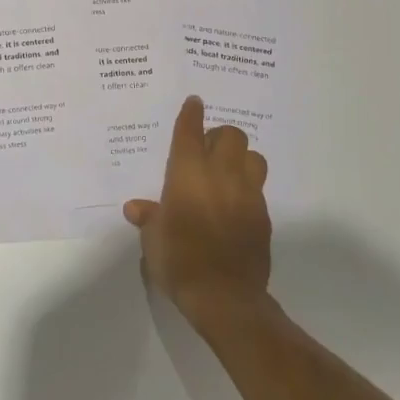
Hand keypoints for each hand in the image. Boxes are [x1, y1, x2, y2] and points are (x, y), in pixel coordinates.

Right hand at [124, 96, 271, 327]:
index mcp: (188, 173)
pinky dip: (248, 188)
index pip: (191, 131)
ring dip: (241, 159)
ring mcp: (247, 194)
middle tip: (207, 151)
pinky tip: (236, 205)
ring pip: (254, 157)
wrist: (225, 296)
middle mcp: (221, 175)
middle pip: (231, 135)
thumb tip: (136, 208)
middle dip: (220, 136)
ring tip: (228, 173)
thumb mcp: (153, 240)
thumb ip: (148, 218)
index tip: (194, 102)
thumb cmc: (179, 261)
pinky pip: (258, 189)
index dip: (192, 113)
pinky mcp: (264, 216)